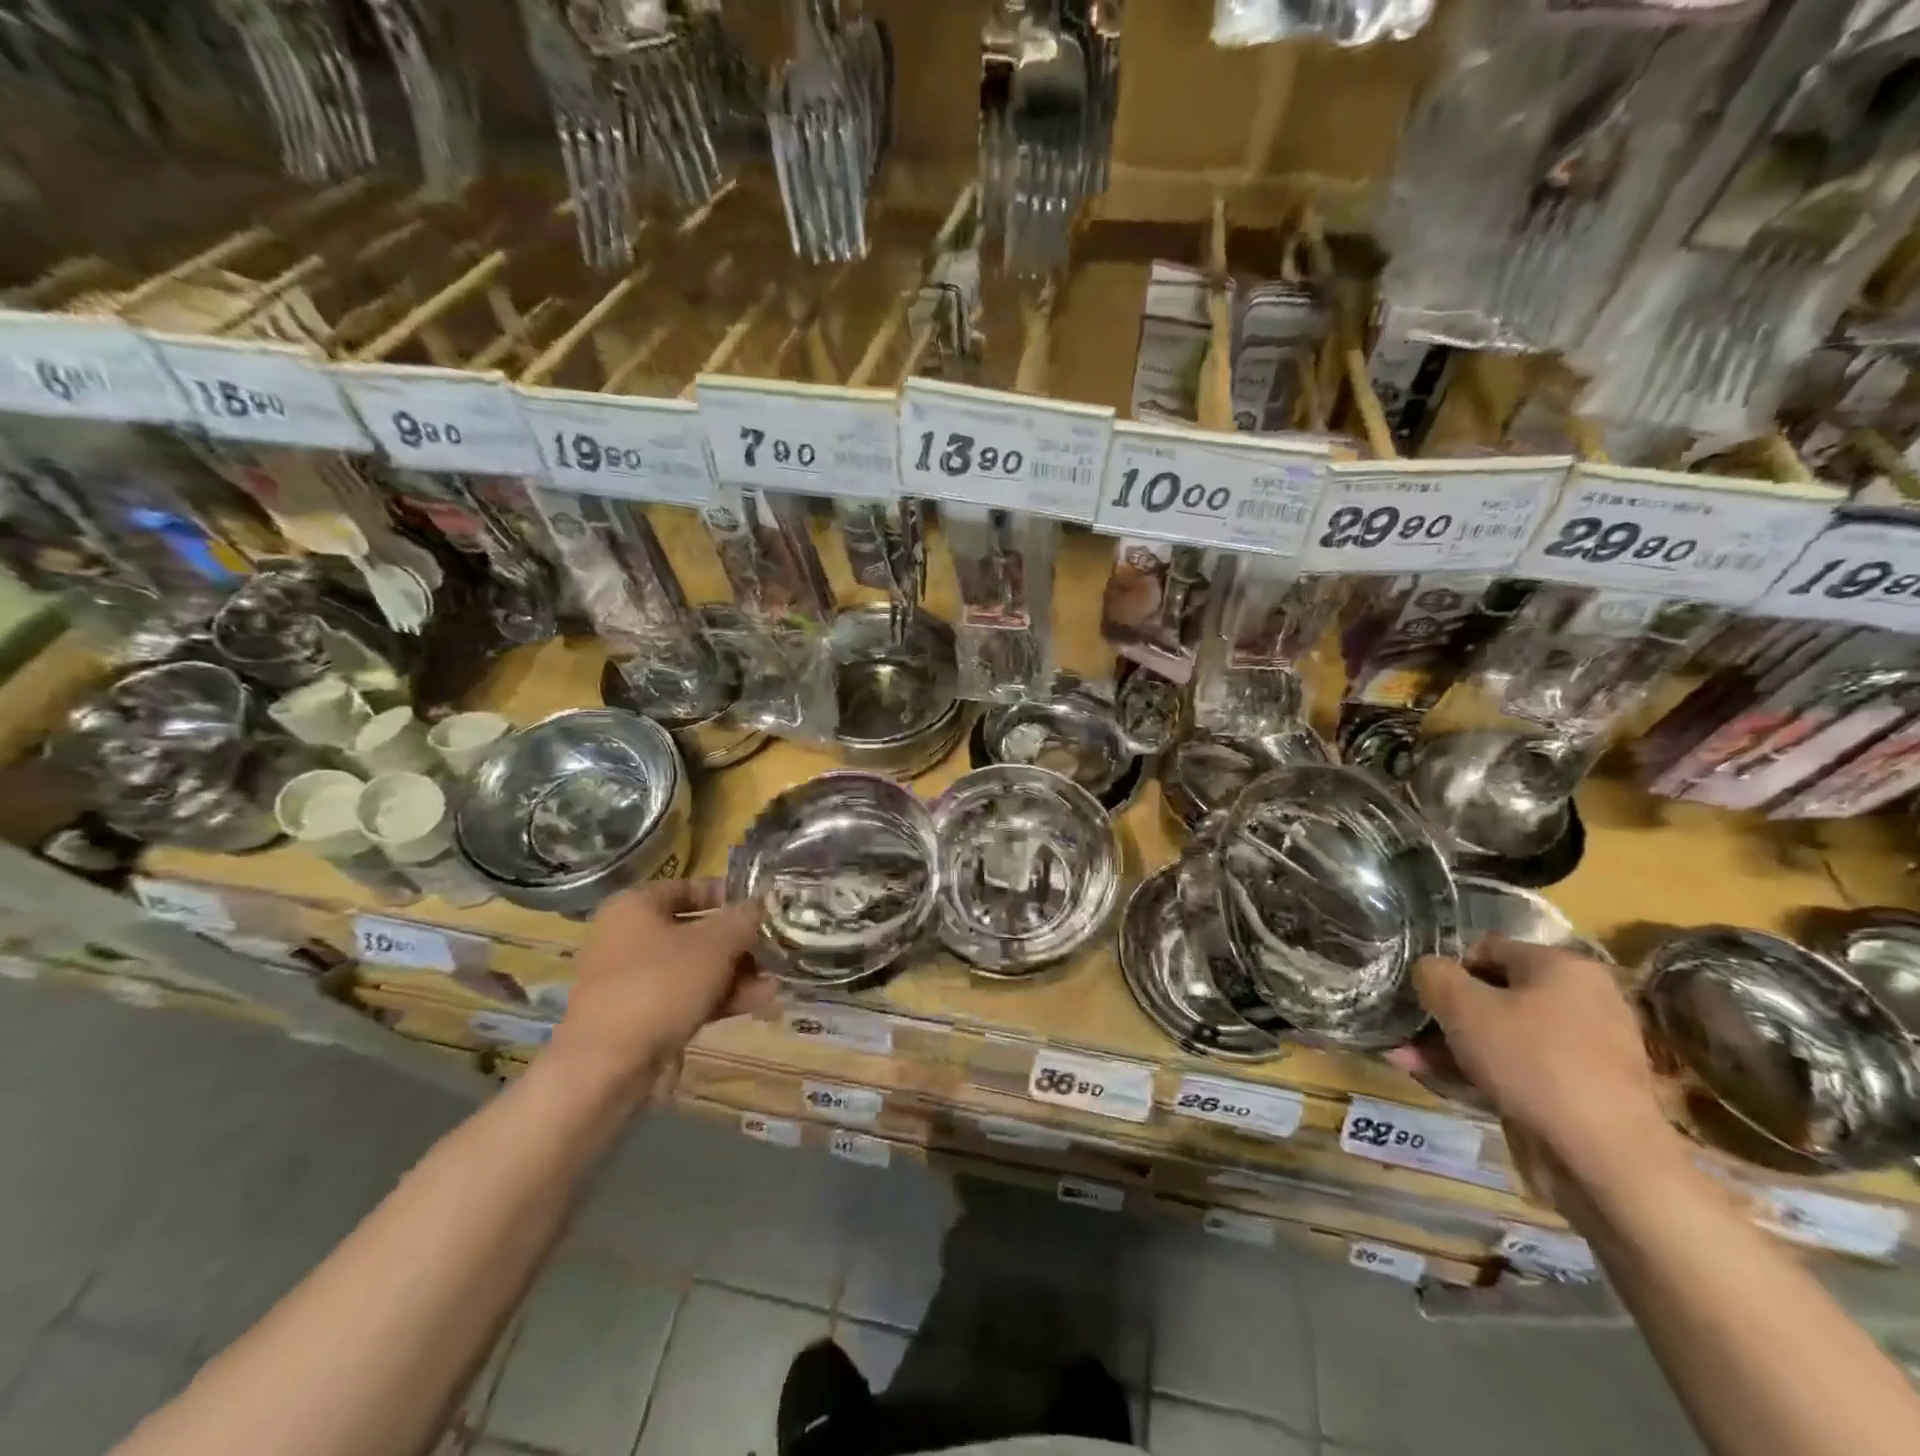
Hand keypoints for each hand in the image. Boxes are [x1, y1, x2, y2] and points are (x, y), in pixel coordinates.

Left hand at [549, 879, 774, 1093]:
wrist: (607, 1066)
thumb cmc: (661, 984)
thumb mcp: (715, 943)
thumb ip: (744, 919)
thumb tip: (761, 905)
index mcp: (635, 907)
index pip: (688, 888)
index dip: (727, 895)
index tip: (760, 906)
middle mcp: (628, 938)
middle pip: (695, 931)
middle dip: (739, 942)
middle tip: (773, 948)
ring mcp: (632, 981)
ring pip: (695, 968)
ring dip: (736, 973)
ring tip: (774, 981)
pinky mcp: (640, 1018)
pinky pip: (687, 998)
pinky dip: (720, 998)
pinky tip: (759, 1002)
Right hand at [1392, 936, 1678, 1188]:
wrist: (1605, 1158)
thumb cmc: (1531, 1060)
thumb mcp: (1460, 1004)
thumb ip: (1432, 974)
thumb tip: (1429, 971)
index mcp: (1564, 967)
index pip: (1486, 950)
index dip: (1446, 969)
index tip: (1420, 996)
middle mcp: (1583, 1000)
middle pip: (1494, 995)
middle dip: (1445, 1014)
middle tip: (1408, 1031)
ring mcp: (1586, 1049)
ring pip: (1502, 1035)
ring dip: (1452, 1045)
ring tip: (1408, 1060)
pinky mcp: (1582, 1090)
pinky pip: (1520, 1068)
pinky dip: (1481, 1071)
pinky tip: (1439, 1082)